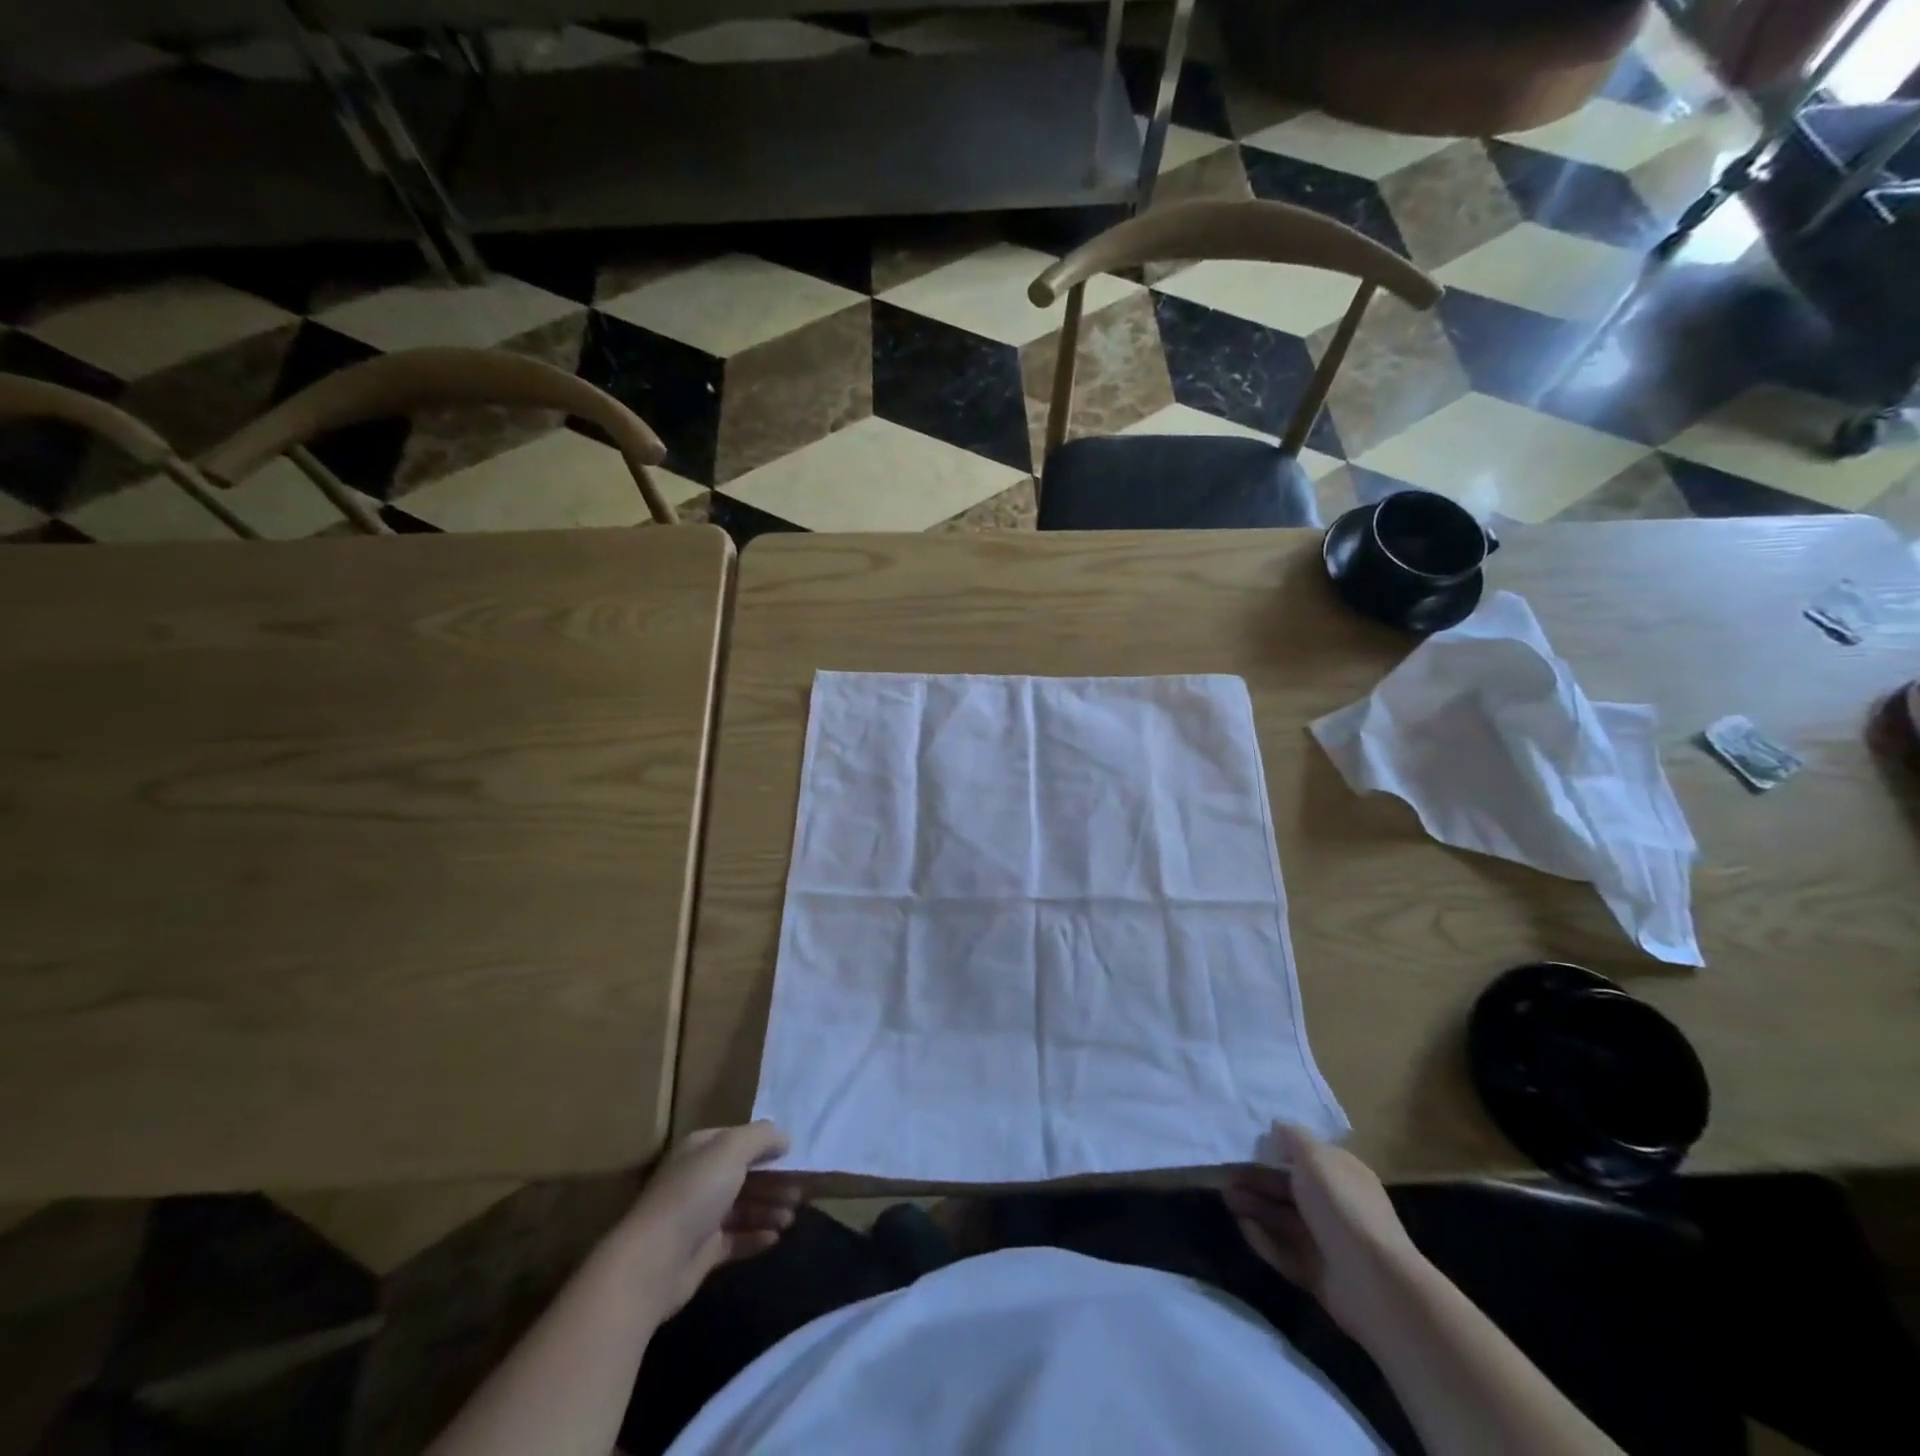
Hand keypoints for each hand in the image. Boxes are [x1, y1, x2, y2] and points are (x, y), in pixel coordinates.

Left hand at [623, 1122, 802, 1317]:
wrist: (652, 1263)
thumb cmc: (694, 1195)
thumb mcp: (731, 1149)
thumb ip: (761, 1137)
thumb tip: (784, 1139)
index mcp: (702, 1149)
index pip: (741, 1141)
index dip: (768, 1147)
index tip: (796, 1158)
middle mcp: (700, 1179)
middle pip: (746, 1175)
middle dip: (774, 1182)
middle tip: (801, 1193)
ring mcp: (700, 1217)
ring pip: (744, 1208)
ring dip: (769, 1209)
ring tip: (791, 1217)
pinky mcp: (702, 1253)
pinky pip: (736, 1239)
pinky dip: (757, 1236)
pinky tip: (776, 1238)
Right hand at [1223, 1123, 1424, 1337]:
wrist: (1375, 1284)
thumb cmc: (1342, 1207)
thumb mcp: (1315, 1158)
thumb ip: (1292, 1138)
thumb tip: (1277, 1125)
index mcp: (1341, 1174)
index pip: (1304, 1157)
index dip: (1274, 1149)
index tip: (1243, 1144)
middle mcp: (1334, 1205)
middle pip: (1288, 1188)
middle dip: (1256, 1179)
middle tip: (1223, 1173)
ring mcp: (1325, 1241)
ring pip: (1282, 1218)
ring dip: (1254, 1206)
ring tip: (1225, 1197)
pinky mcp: (1315, 1272)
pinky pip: (1283, 1250)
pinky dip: (1263, 1238)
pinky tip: (1242, 1226)